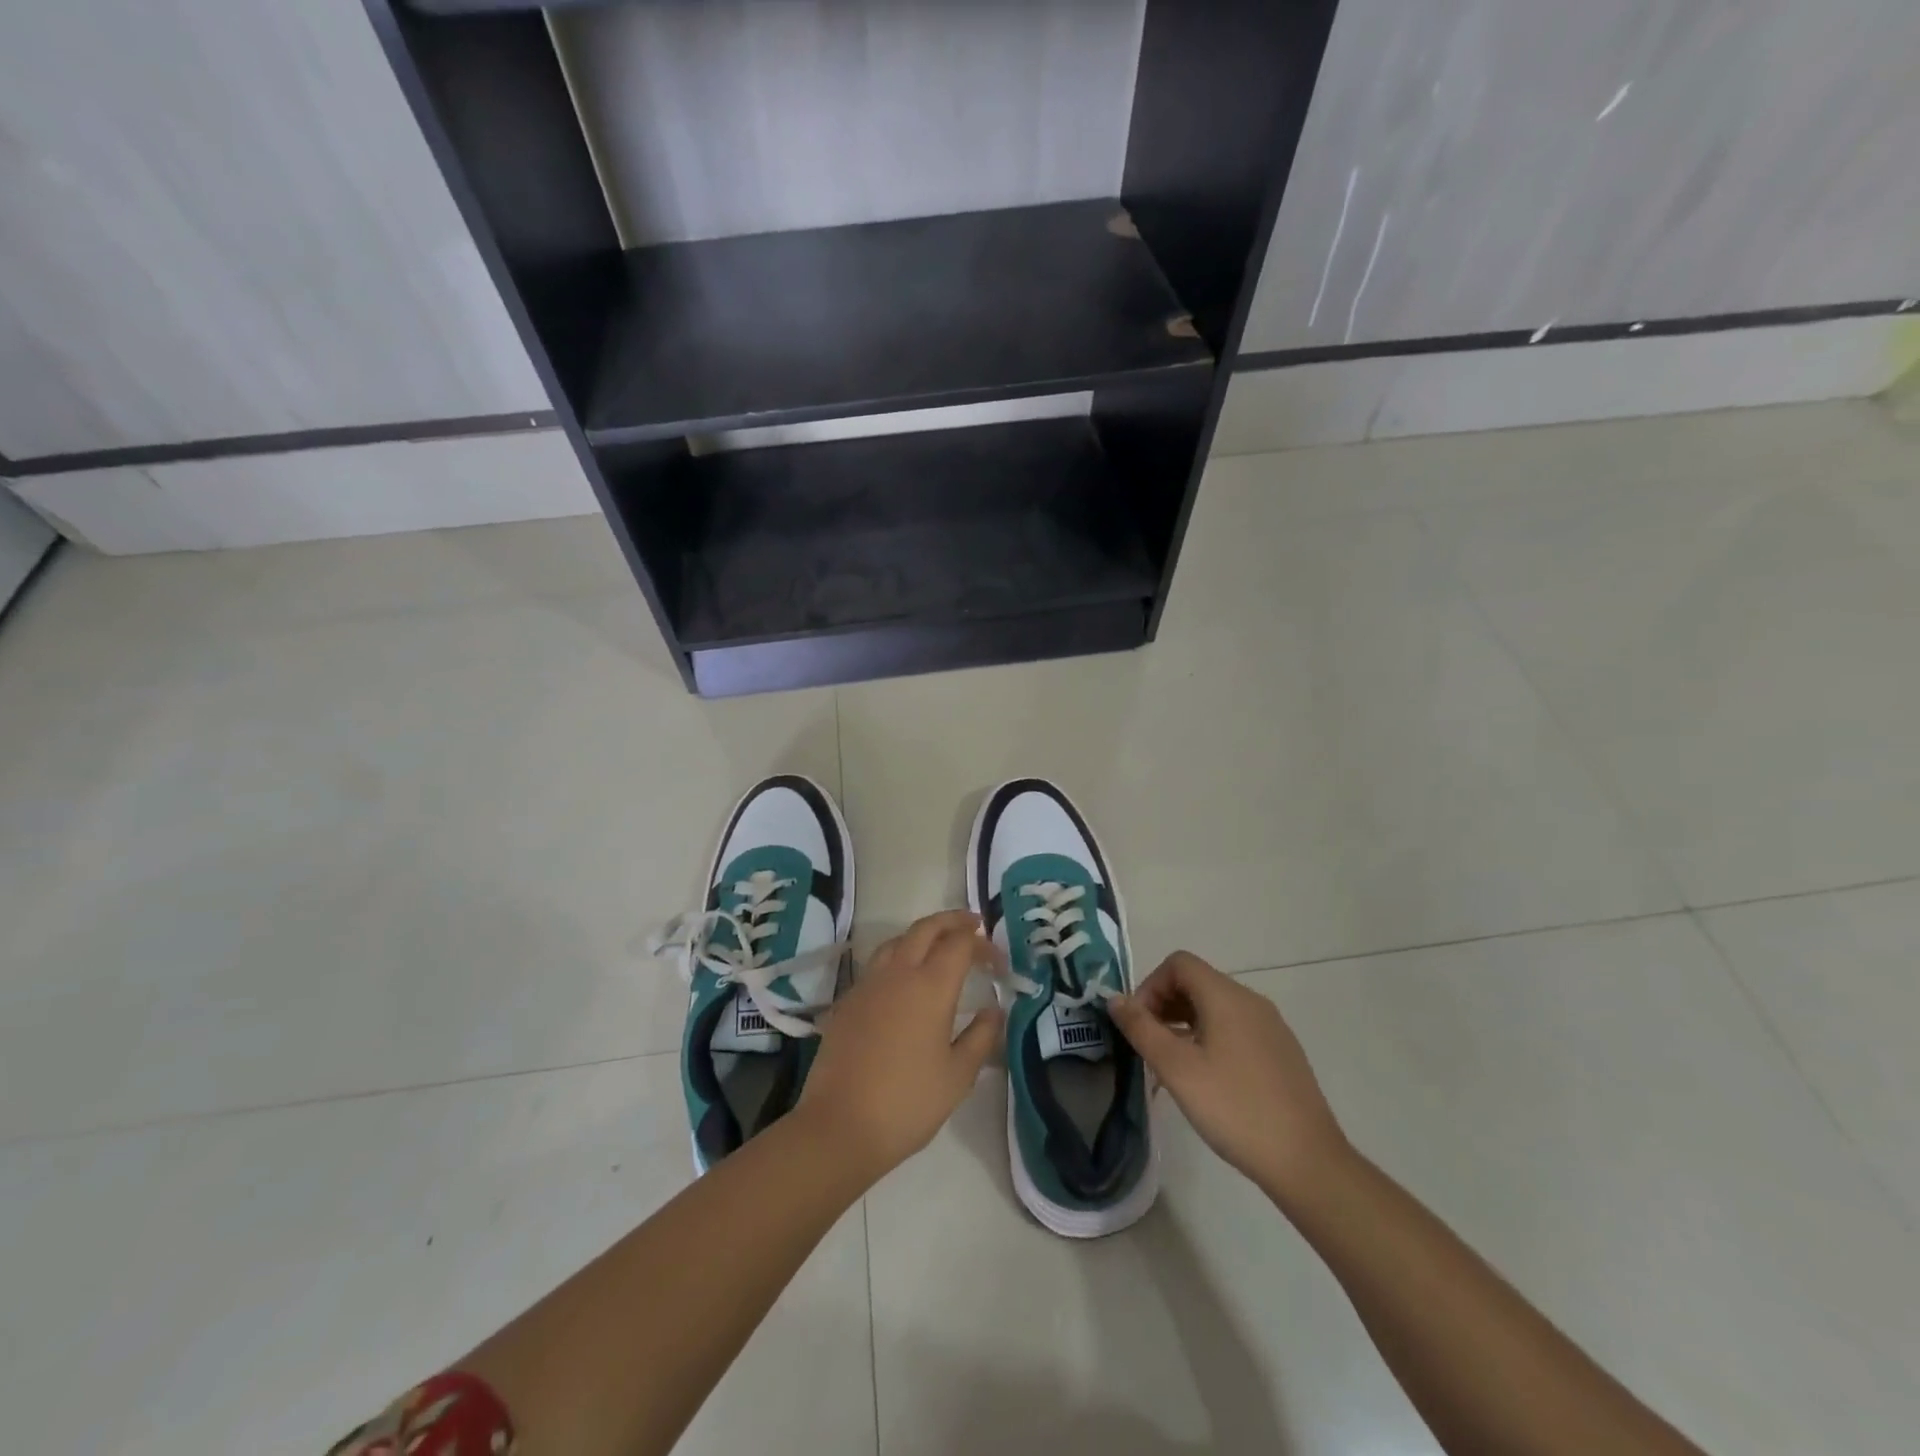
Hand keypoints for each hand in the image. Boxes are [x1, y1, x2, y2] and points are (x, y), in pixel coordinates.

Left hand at [798, 910, 1003, 1181]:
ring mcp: (868, 984)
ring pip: (897, 940)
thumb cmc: (908, 1103)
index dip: (982, 945)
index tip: (998, 961)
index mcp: (930, 986)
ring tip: (938, 945)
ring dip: (922, 934)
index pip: (960, 944)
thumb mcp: (958, 1076)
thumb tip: (993, 1010)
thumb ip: (981, 1037)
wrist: (840, 1125)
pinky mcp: (847, 1001)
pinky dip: (898, 956)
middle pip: (926, 928)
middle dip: (952, 921)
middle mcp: (898, 973)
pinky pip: (877, 964)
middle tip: (973, 925)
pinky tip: (903, 980)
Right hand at [1109, 952, 1349, 1201]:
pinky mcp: (1281, 1052)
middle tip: (1149, 1046)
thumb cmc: (1234, 1108)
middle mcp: (1251, 1001)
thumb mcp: (1177, 1068)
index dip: (1150, 986)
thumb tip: (1114, 998)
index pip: (1179, 963)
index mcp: (1226, 996)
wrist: (1307, 1161)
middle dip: (1164, 1005)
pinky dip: (1209, 1038)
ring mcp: (1270, 1026)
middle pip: (1197, 982)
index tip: (1139, 1025)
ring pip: (1215, 1007)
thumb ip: (1141, 1028)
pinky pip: (1235, 1028)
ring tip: (1171, 1065)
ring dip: (1184, 1023)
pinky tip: (1206, 1079)